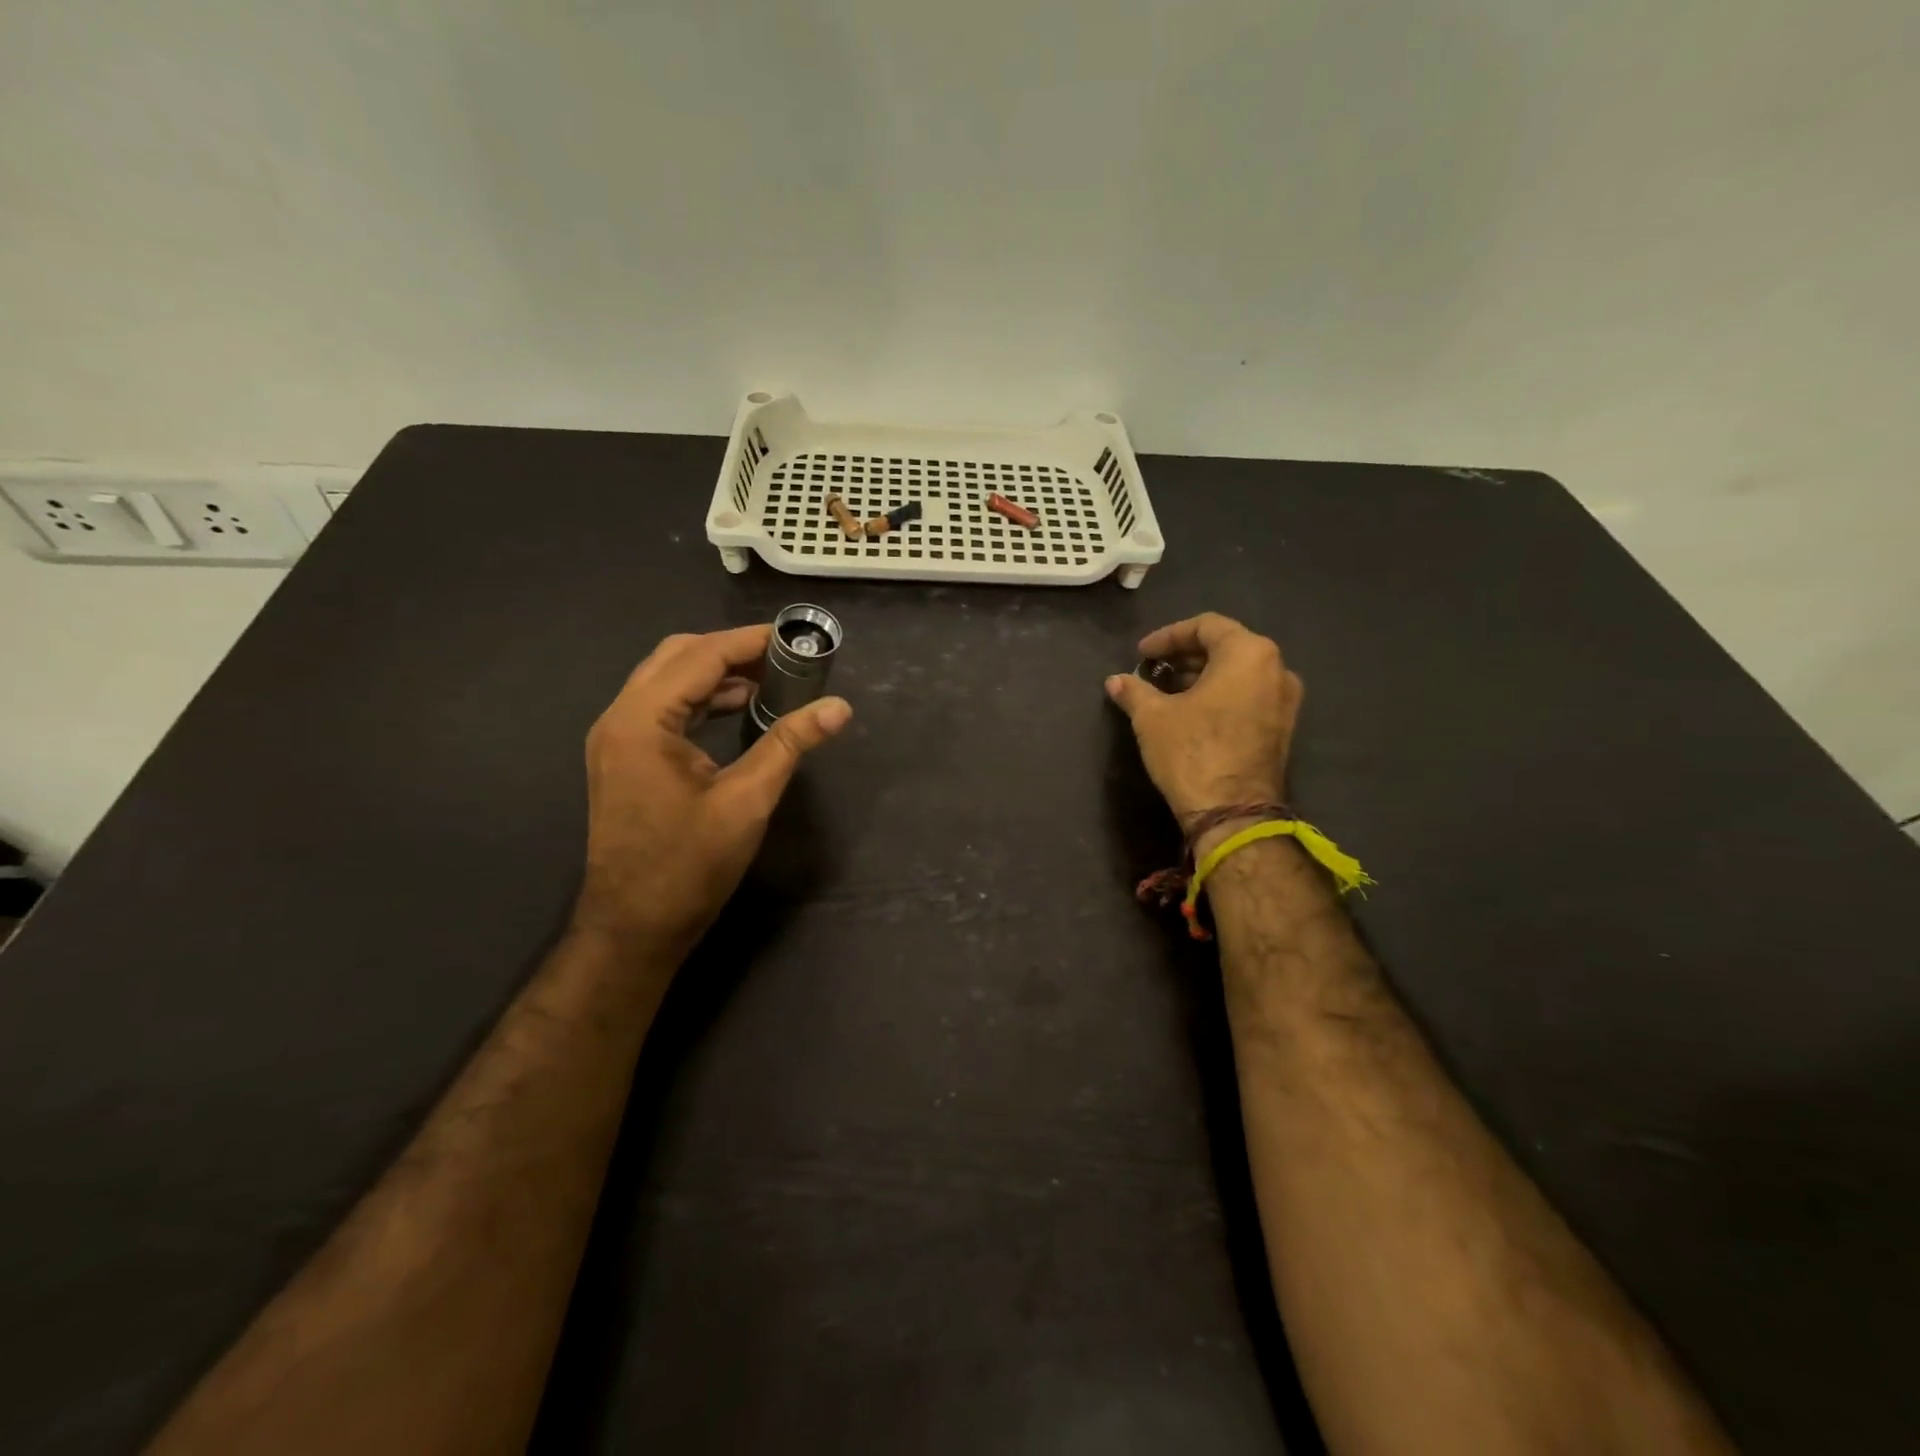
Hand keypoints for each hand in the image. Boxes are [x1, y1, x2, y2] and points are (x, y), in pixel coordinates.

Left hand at [572, 625, 851, 957]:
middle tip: (782, 659)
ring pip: (666, 680)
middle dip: (730, 650)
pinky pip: (661, 708)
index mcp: (642, 721)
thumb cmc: (689, 865)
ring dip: (714, 674)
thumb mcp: (747, 800)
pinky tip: (737, 710)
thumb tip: (839, 708)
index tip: (792, 638)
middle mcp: (619, 718)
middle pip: (675, 657)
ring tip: (769, 681)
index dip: (748, 642)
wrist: (634, 926)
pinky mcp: (623, 759)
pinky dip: (699, 699)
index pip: (699, 656)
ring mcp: (616, 739)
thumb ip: (790, 743)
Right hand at [1106, 613, 1302, 830]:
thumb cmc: (1192, 753)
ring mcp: (1285, 700)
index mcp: (1248, 653)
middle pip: (1226, 646)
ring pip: (1239, 673)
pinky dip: (1220, 695)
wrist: (1233, 813)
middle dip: (1186, 655)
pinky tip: (1190, 712)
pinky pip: (1249, 695)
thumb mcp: (1152, 718)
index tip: (1141, 654)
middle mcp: (1276, 668)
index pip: (1206, 626)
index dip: (1168, 636)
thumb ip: (1134, 691)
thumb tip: (1115, 681)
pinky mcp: (1282, 728)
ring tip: (1166, 691)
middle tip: (1153, 670)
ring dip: (1202, 676)